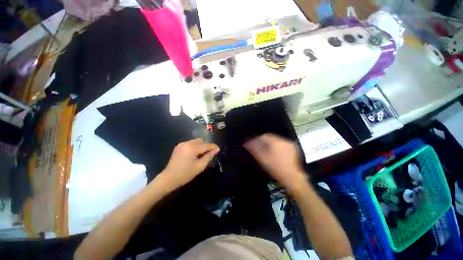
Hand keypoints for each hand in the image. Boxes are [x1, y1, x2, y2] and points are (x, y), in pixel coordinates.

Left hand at [158, 139, 219, 190]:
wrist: (169, 178)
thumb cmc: (185, 174)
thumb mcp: (200, 166)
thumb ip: (209, 156)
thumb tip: (216, 149)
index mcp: (192, 148)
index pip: (206, 145)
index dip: (213, 146)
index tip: (218, 149)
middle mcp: (187, 143)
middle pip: (201, 141)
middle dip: (207, 146)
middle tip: (210, 153)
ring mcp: (182, 144)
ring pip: (196, 141)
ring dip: (201, 146)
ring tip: (203, 154)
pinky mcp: (179, 146)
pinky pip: (191, 143)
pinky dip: (195, 147)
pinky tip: (195, 154)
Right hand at [244, 134, 305, 190]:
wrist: (292, 177)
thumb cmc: (275, 168)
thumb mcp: (263, 159)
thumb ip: (254, 149)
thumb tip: (247, 143)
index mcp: (276, 142)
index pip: (264, 136)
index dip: (256, 139)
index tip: (252, 143)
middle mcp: (283, 141)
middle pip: (270, 137)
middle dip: (263, 141)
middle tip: (257, 147)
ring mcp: (289, 144)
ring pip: (276, 140)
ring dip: (269, 143)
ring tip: (265, 150)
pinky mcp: (293, 148)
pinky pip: (282, 144)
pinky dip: (276, 146)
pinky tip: (274, 152)